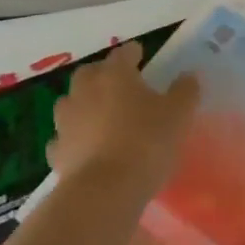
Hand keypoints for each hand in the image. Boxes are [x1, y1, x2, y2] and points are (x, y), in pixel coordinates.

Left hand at [46, 41, 198, 197]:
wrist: (104, 192)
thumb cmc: (146, 142)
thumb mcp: (178, 114)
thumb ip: (185, 90)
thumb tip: (187, 76)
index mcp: (115, 74)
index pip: (123, 53)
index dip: (134, 53)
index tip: (142, 56)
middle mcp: (86, 91)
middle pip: (89, 73)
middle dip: (102, 75)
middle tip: (120, 85)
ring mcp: (66, 122)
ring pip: (70, 103)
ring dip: (83, 104)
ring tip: (101, 116)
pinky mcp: (56, 153)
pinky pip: (63, 137)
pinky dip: (73, 138)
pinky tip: (86, 147)